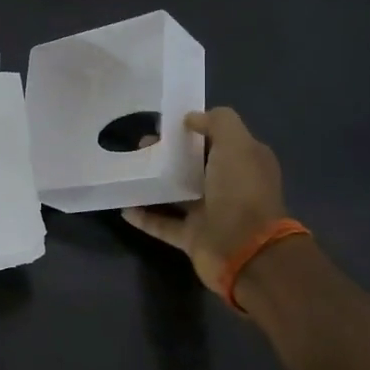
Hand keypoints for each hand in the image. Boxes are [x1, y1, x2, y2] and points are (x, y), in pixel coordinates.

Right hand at [122, 108, 287, 296]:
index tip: (166, 123)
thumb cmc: (241, 191)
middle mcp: (229, 186)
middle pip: (194, 165)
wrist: (246, 251)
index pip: (217, 139)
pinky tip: (123, 205)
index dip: (194, 129)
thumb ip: (217, 122)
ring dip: (154, 182)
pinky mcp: (192, 237)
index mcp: (244, 163)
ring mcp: (210, 213)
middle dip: (168, 154)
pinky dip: (144, 216)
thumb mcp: (236, 144)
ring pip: (177, 193)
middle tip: (140, 145)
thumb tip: (191, 118)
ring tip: (129, 169)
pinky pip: (163, 223)